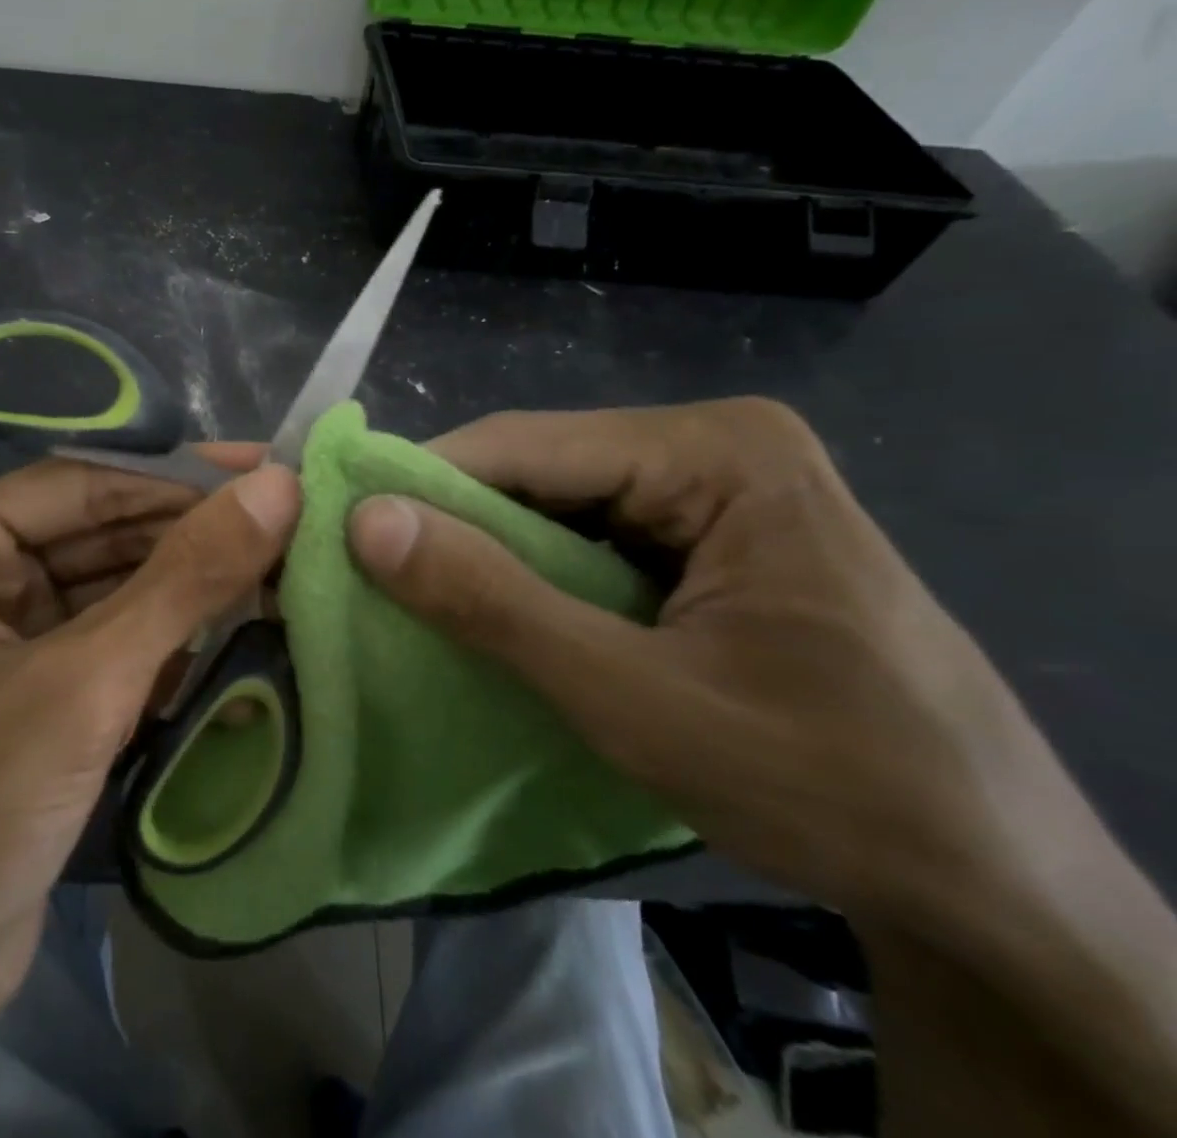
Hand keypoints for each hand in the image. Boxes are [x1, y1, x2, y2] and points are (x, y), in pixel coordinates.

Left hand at [0, 451, 299, 1137]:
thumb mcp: (85, 681)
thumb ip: (185, 579)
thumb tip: (279, 488)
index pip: (82, 487)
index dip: (178, 478)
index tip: (267, 470)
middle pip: (98, 537)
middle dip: (187, 538)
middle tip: (287, 525)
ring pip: (110, 592)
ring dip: (185, 592)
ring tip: (276, 573)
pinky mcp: (29, 696)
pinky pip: (108, 645)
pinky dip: (166, 643)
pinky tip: (232, 636)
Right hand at [346, 398, 1104, 934]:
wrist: (996, 887)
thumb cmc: (829, 784)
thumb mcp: (634, 698)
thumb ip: (493, 602)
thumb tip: (365, 521)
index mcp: (716, 450)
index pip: (524, 445)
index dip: (422, 486)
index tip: (337, 532)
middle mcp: (714, 445)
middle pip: (539, 469)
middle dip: (456, 525)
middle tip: (367, 576)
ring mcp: (717, 488)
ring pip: (557, 504)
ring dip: (490, 555)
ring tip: (414, 597)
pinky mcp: (711, 534)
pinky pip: (592, 537)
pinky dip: (536, 576)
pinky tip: (498, 613)